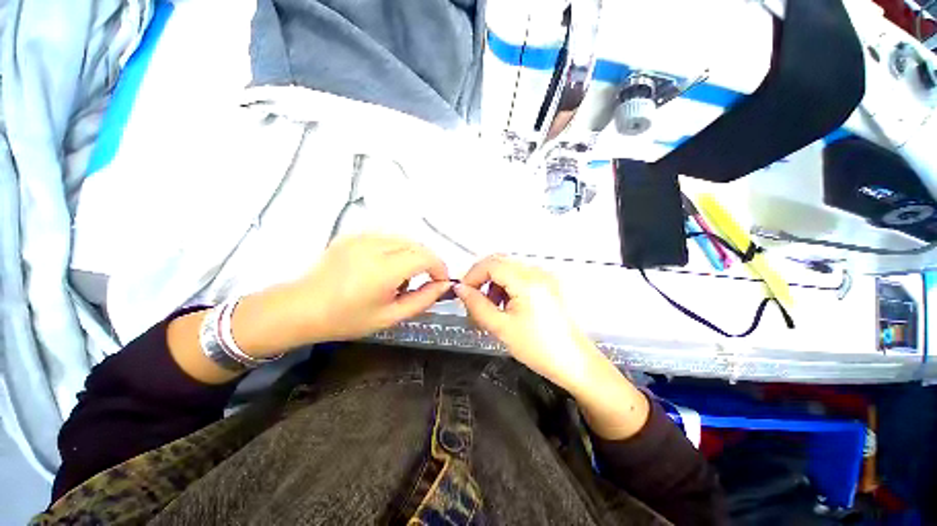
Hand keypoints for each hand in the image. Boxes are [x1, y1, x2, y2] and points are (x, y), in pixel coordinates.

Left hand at [234, 234, 451, 354]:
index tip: (439, 282)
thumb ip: (423, 300)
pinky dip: (396, 250)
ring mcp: (361, 237)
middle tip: (424, 281)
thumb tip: (443, 285)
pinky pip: (386, 238)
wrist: (301, 308)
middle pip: (417, 245)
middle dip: (427, 262)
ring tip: (401, 276)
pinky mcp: (353, 235)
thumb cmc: (347, 319)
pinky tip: (384, 266)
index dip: (439, 267)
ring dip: (412, 255)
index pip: (425, 256)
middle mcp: (374, 246)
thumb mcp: (390, 317)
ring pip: (403, 239)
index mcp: (383, 270)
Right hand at [454, 255, 600, 392]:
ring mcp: (544, 276)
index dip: (472, 276)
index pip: (490, 264)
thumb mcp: (501, 328)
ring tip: (489, 308)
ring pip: (508, 269)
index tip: (463, 293)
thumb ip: (477, 305)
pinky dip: (507, 286)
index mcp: (527, 281)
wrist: (574, 363)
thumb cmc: (539, 349)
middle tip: (473, 301)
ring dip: (494, 283)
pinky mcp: (547, 284)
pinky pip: (520, 276)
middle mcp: (537, 272)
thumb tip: (460, 289)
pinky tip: (505, 306)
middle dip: (481, 279)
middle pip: (499, 262)